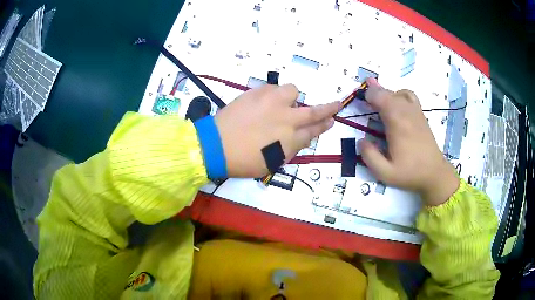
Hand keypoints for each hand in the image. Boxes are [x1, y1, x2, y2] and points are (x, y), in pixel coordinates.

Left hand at [215, 84, 339, 177]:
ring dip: (291, 98)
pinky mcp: (257, 92)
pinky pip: (272, 88)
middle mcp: (286, 119)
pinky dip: (272, 94)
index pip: (314, 131)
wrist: (216, 146)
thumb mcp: (272, 163)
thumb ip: (290, 148)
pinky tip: (263, 102)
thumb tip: (300, 137)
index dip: (324, 125)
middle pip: (313, 112)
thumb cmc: (243, 161)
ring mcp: (272, 102)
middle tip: (336, 104)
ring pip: (292, 91)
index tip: (332, 120)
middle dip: (328, 108)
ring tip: (279, 104)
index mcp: (290, 140)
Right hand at [358, 78, 458, 205]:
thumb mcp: (385, 173)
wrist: (434, 173)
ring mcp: (415, 112)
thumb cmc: (410, 173)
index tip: (361, 102)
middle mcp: (406, 112)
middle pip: (387, 92)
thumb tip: (361, 140)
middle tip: (366, 103)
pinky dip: (399, 95)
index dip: (368, 95)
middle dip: (374, 93)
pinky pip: (409, 96)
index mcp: (396, 123)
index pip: (380, 97)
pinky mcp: (420, 115)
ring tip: (379, 104)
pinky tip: (396, 104)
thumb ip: (369, 157)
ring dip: (386, 95)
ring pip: (397, 92)